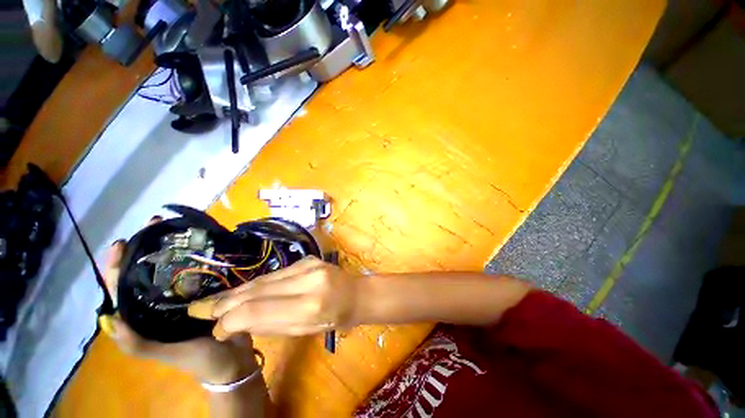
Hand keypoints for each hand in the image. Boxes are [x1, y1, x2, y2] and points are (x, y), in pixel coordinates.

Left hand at [98, 217, 258, 383]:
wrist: (233, 359)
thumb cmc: (198, 359)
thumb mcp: (165, 354)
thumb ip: (136, 342)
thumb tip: (109, 317)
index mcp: (146, 316)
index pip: (123, 289)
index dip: (118, 266)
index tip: (125, 242)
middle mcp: (162, 302)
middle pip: (148, 272)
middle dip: (148, 247)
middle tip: (157, 225)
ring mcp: (188, 296)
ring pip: (175, 268)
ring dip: (175, 248)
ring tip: (181, 230)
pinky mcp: (209, 292)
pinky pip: (200, 271)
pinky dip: (199, 258)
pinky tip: (206, 246)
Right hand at [188, 256, 359, 339]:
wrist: (356, 293)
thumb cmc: (335, 319)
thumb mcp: (305, 331)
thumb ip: (272, 324)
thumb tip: (236, 322)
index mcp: (310, 305)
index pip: (258, 310)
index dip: (231, 319)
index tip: (215, 330)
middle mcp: (308, 280)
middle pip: (258, 290)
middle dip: (226, 302)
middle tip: (199, 310)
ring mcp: (309, 264)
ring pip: (264, 279)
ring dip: (238, 291)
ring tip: (215, 301)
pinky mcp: (307, 258)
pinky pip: (275, 273)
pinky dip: (257, 283)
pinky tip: (243, 290)